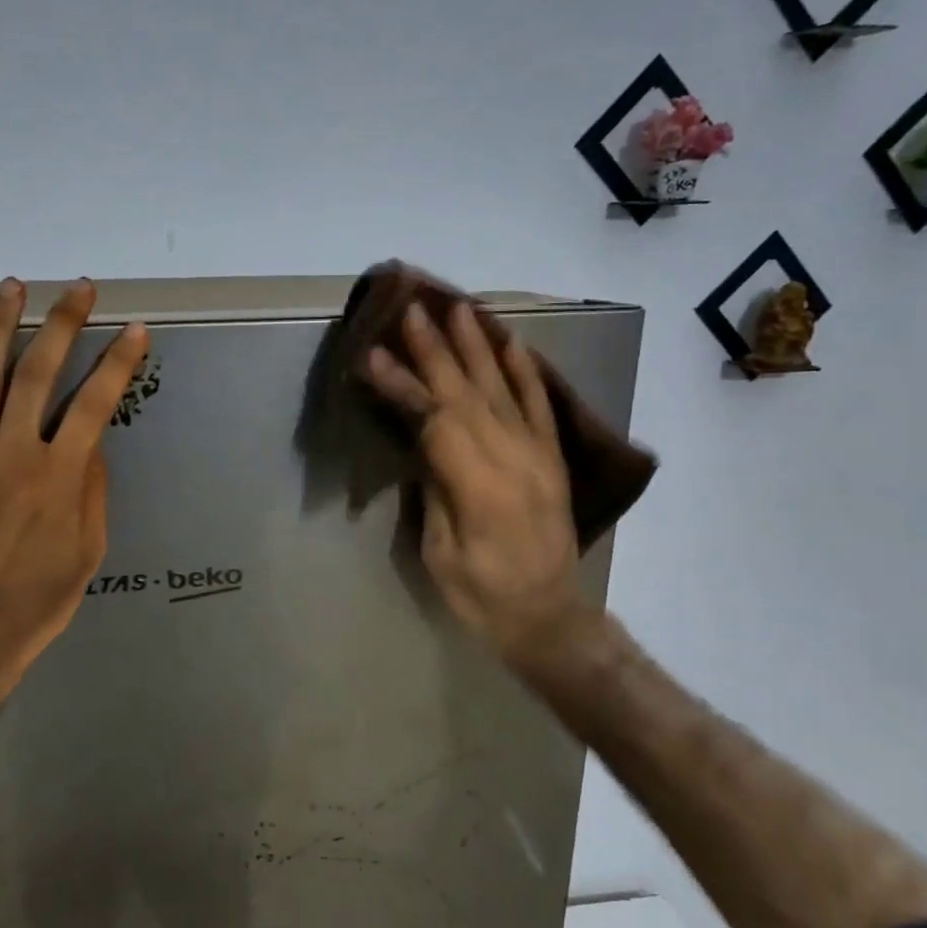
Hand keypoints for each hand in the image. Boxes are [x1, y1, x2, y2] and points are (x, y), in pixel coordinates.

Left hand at [0, 278, 149, 713]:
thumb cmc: (41, 596)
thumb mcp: (90, 548)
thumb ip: (93, 489)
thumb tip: (92, 443)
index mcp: (61, 475)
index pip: (96, 403)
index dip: (118, 363)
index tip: (135, 330)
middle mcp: (15, 452)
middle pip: (40, 372)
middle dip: (63, 323)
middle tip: (80, 288)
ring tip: (11, 286)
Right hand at [363, 301, 586, 663]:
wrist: (547, 617)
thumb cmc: (481, 596)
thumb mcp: (440, 552)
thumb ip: (434, 490)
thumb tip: (422, 443)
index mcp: (479, 487)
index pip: (434, 420)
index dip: (403, 385)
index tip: (374, 355)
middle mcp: (513, 460)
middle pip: (467, 394)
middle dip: (436, 350)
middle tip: (413, 310)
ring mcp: (538, 456)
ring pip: (503, 390)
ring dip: (478, 347)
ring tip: (459, 309)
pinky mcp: (552, 460)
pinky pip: (540, 407)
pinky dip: (526, 373)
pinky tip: (513, 343)